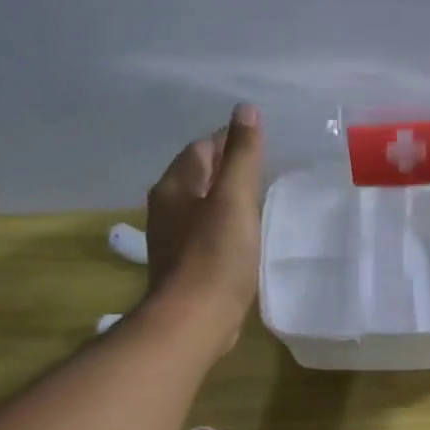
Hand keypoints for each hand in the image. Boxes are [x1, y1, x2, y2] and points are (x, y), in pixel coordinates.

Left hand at [144, 104, 265, 353]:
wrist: (195, 319)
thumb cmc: (216, 256)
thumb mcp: (235, 199)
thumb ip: (243, 155)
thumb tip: (245, 110)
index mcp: (174, 186)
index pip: (201, 148)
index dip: (228, 140)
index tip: (258, 143)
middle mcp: (166, 207)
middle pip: (198, 175)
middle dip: (226, 168)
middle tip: (263, 169)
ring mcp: (173, 239)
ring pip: (201, 205)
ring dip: (225, 199)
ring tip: (257, 200)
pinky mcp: (185, 265)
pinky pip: (206, 233)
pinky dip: (224, 226)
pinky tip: (244, 236)